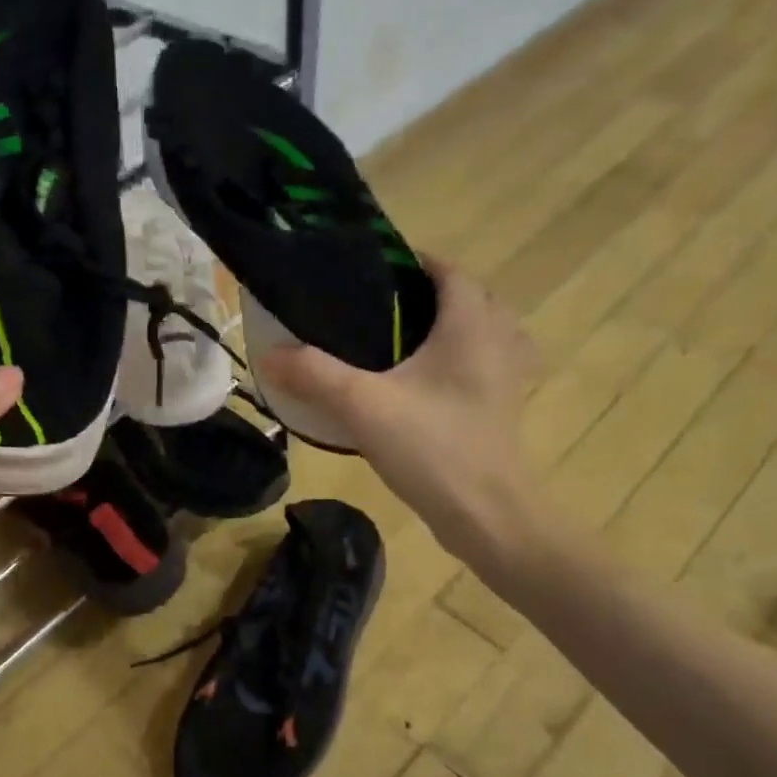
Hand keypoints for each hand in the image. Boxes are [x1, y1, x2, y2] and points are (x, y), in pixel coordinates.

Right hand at [259, 261, 542, 583]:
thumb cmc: (431, 447)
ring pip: (487, 333)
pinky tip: (429, 385)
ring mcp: (507, 378)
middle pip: (472, 298)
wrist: (485, 514)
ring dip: (456, 327)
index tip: (374, 270)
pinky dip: (464, 362)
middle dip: (433, 294)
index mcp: (469, 326)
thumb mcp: (362, 405)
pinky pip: (487, 366)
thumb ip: (314, 375)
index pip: (449, 271)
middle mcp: (497, 342)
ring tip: (410, 341)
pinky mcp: (504, 409)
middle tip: (385, 308)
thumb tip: (269, 354)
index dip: (415, 262)